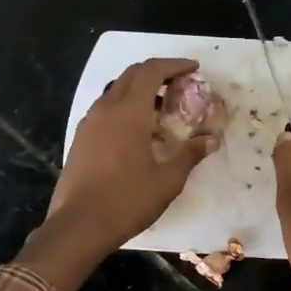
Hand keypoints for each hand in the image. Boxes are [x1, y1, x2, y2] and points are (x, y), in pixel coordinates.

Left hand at [25, 59, 219, 290]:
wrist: (79, 225)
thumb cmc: (127, 200)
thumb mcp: (168, 180)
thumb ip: (190, 154)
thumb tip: (211, 140)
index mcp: (129, 111)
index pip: (152, 71)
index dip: (174, 65)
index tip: (194, 69)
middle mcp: (106, 108)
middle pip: (132, 74)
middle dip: (157, 73)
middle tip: (180, 85)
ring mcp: (89, 122)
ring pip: (116, 90)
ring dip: (140, 90)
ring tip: (161, 108)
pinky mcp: (81, 138)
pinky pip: (106, 109)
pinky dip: (125, 107)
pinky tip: (137, 131)